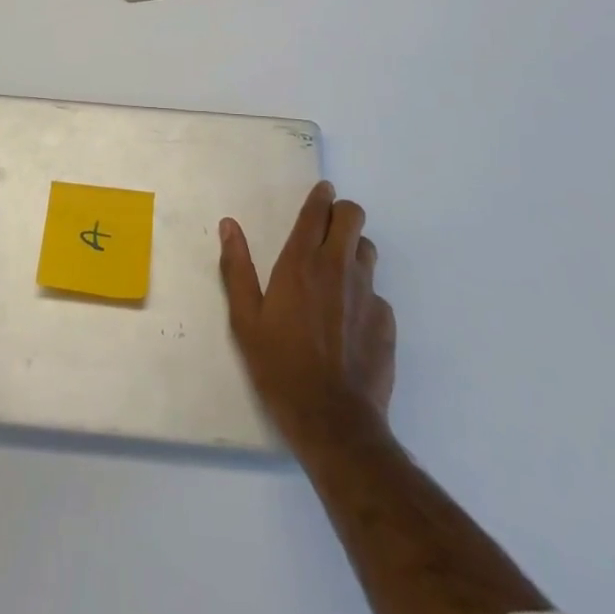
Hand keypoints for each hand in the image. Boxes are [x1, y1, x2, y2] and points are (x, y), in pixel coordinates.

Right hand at [219, 181, 395, 449]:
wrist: (334, 422)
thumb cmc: (280, 367)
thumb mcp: (245, 320)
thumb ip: (236, 268)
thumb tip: (229, 225)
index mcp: (300, 263)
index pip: (316, 212)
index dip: (320, 196)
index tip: (321, 191)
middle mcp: (337, 268)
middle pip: (352, 216)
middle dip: (342, 213)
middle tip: (328, 228)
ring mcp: (366, 293)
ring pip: (367, 249)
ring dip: (354, 250)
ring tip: (338, 272)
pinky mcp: (386, 320)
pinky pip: (376, 292)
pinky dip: (363, 294)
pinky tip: (350, 320)